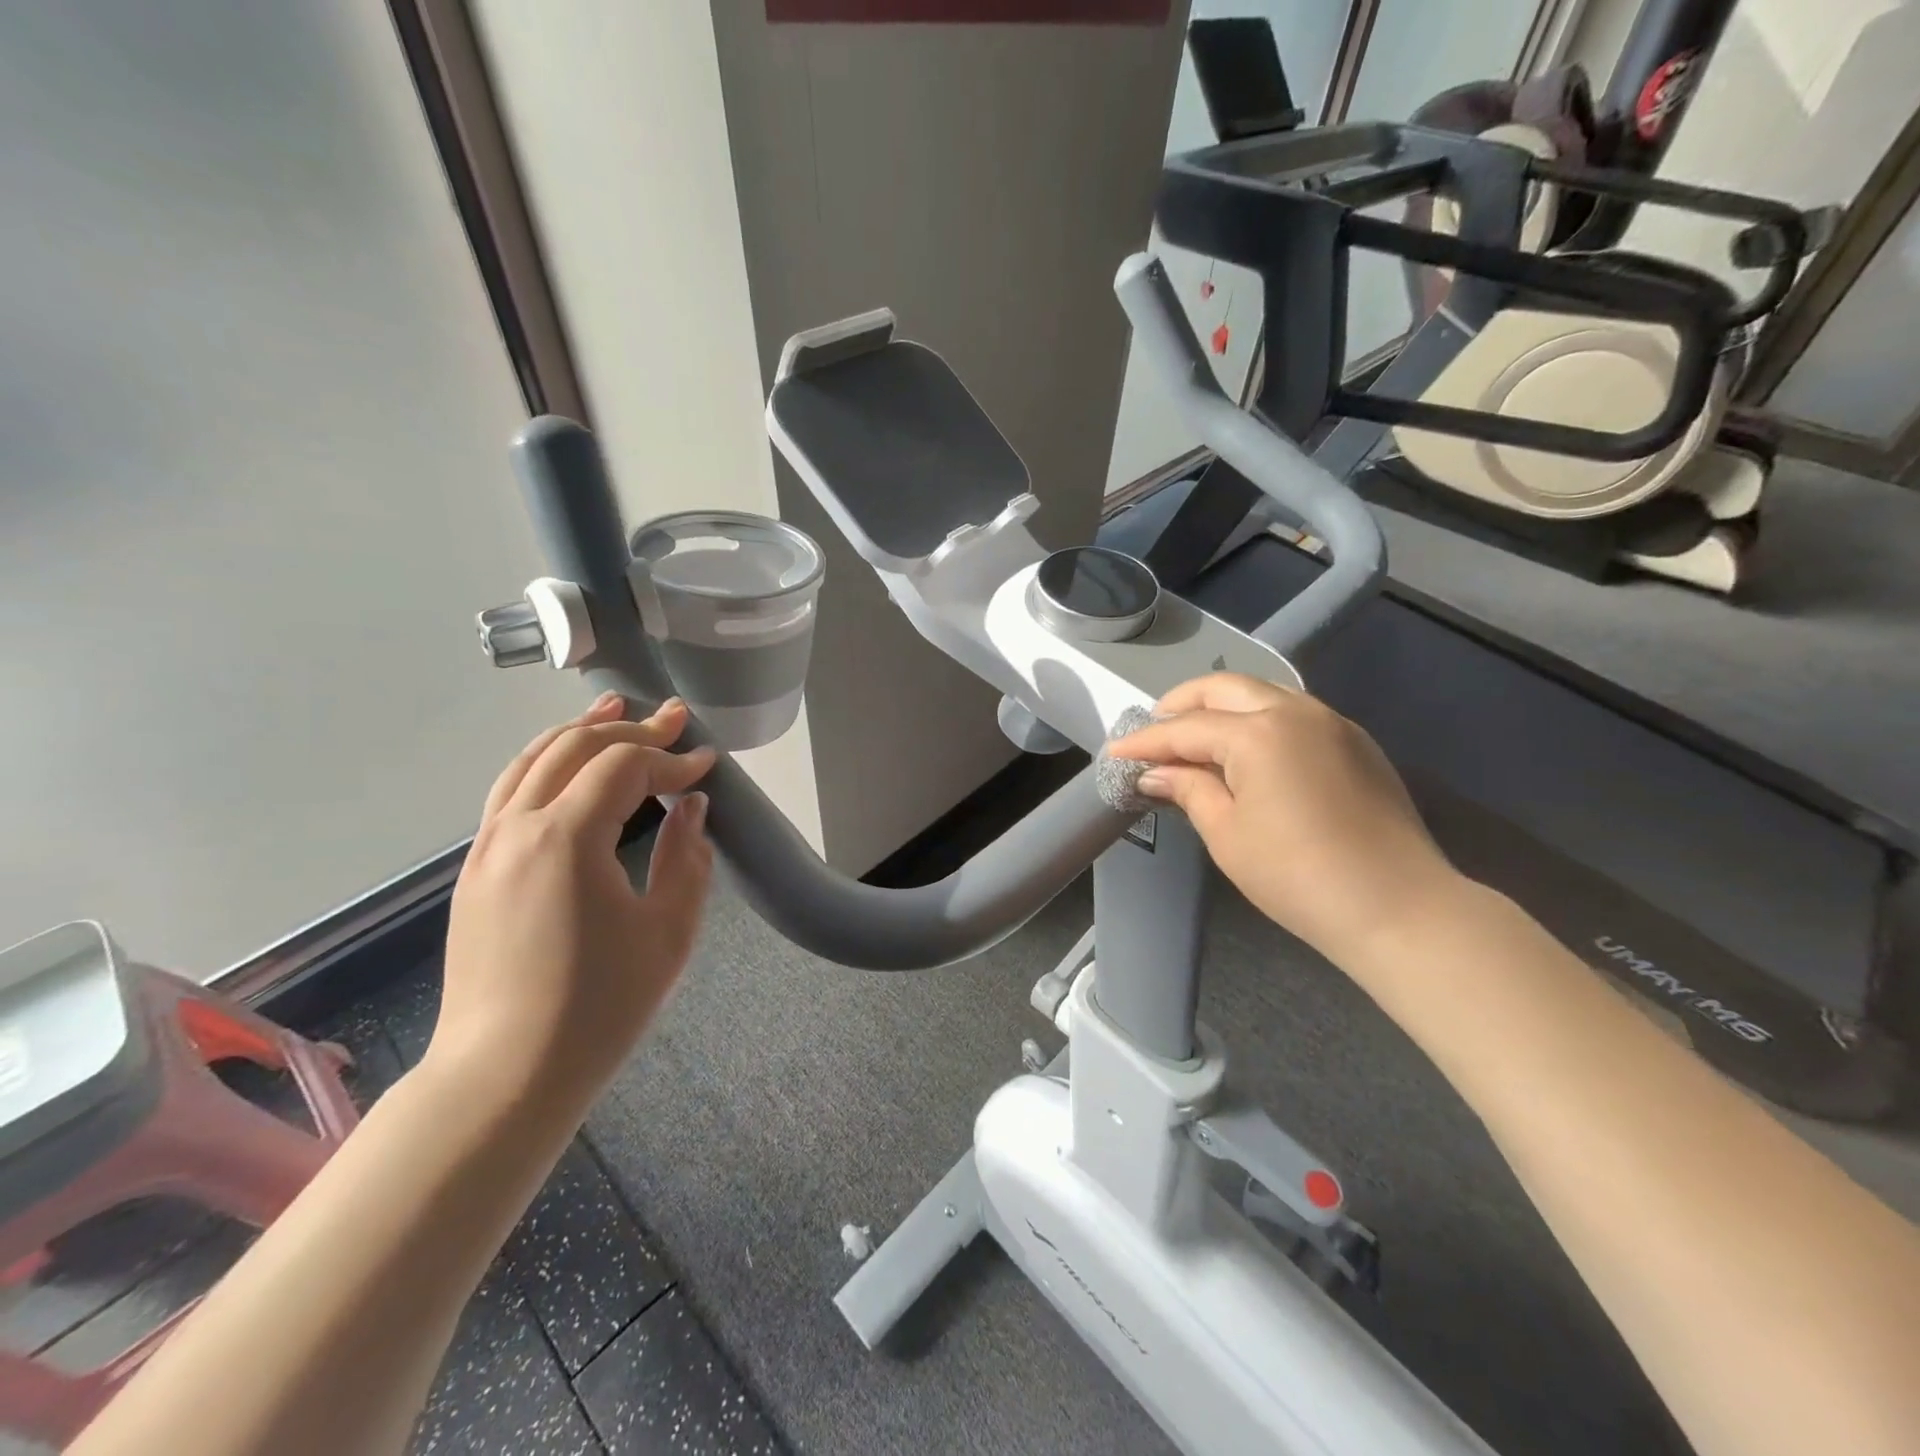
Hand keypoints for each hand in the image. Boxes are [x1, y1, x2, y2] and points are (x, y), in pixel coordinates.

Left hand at [429, 692, 715, 1111]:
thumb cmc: (601, 1006)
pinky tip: (566, 763)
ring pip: (531, 760)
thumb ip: (685, 857)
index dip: (672, 759)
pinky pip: (510, 791)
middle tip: (674, 720)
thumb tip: (689, 807)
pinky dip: (545, 761)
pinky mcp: (475, 870)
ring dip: (578, 731)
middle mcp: (518, 827)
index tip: (709, 763)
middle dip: (630, 728)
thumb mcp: (669, 931)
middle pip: (574, 747)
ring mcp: (487, 847)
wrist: (505, 1075)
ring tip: (614, 708)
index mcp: (566, 838)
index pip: (625, 767)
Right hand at [1108, 673, 1457, 965]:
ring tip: (1195, 737)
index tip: (1115, 752)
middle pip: (1224, 688)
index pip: (1186, 728)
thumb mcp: (1227, 835)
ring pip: (1262, 693)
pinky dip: (1258, 720)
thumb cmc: (1297, 876)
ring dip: (1221, 707)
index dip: (1145, 741)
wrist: (1398, 907)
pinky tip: (1246, 750)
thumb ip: (1189, 789)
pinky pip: (1293, 713)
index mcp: (1258, 733)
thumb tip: (1157, 772)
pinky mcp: (1355, 742)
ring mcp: (1332, 722)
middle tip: (1154, 731)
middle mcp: (1295, 711)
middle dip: (1181, 704)